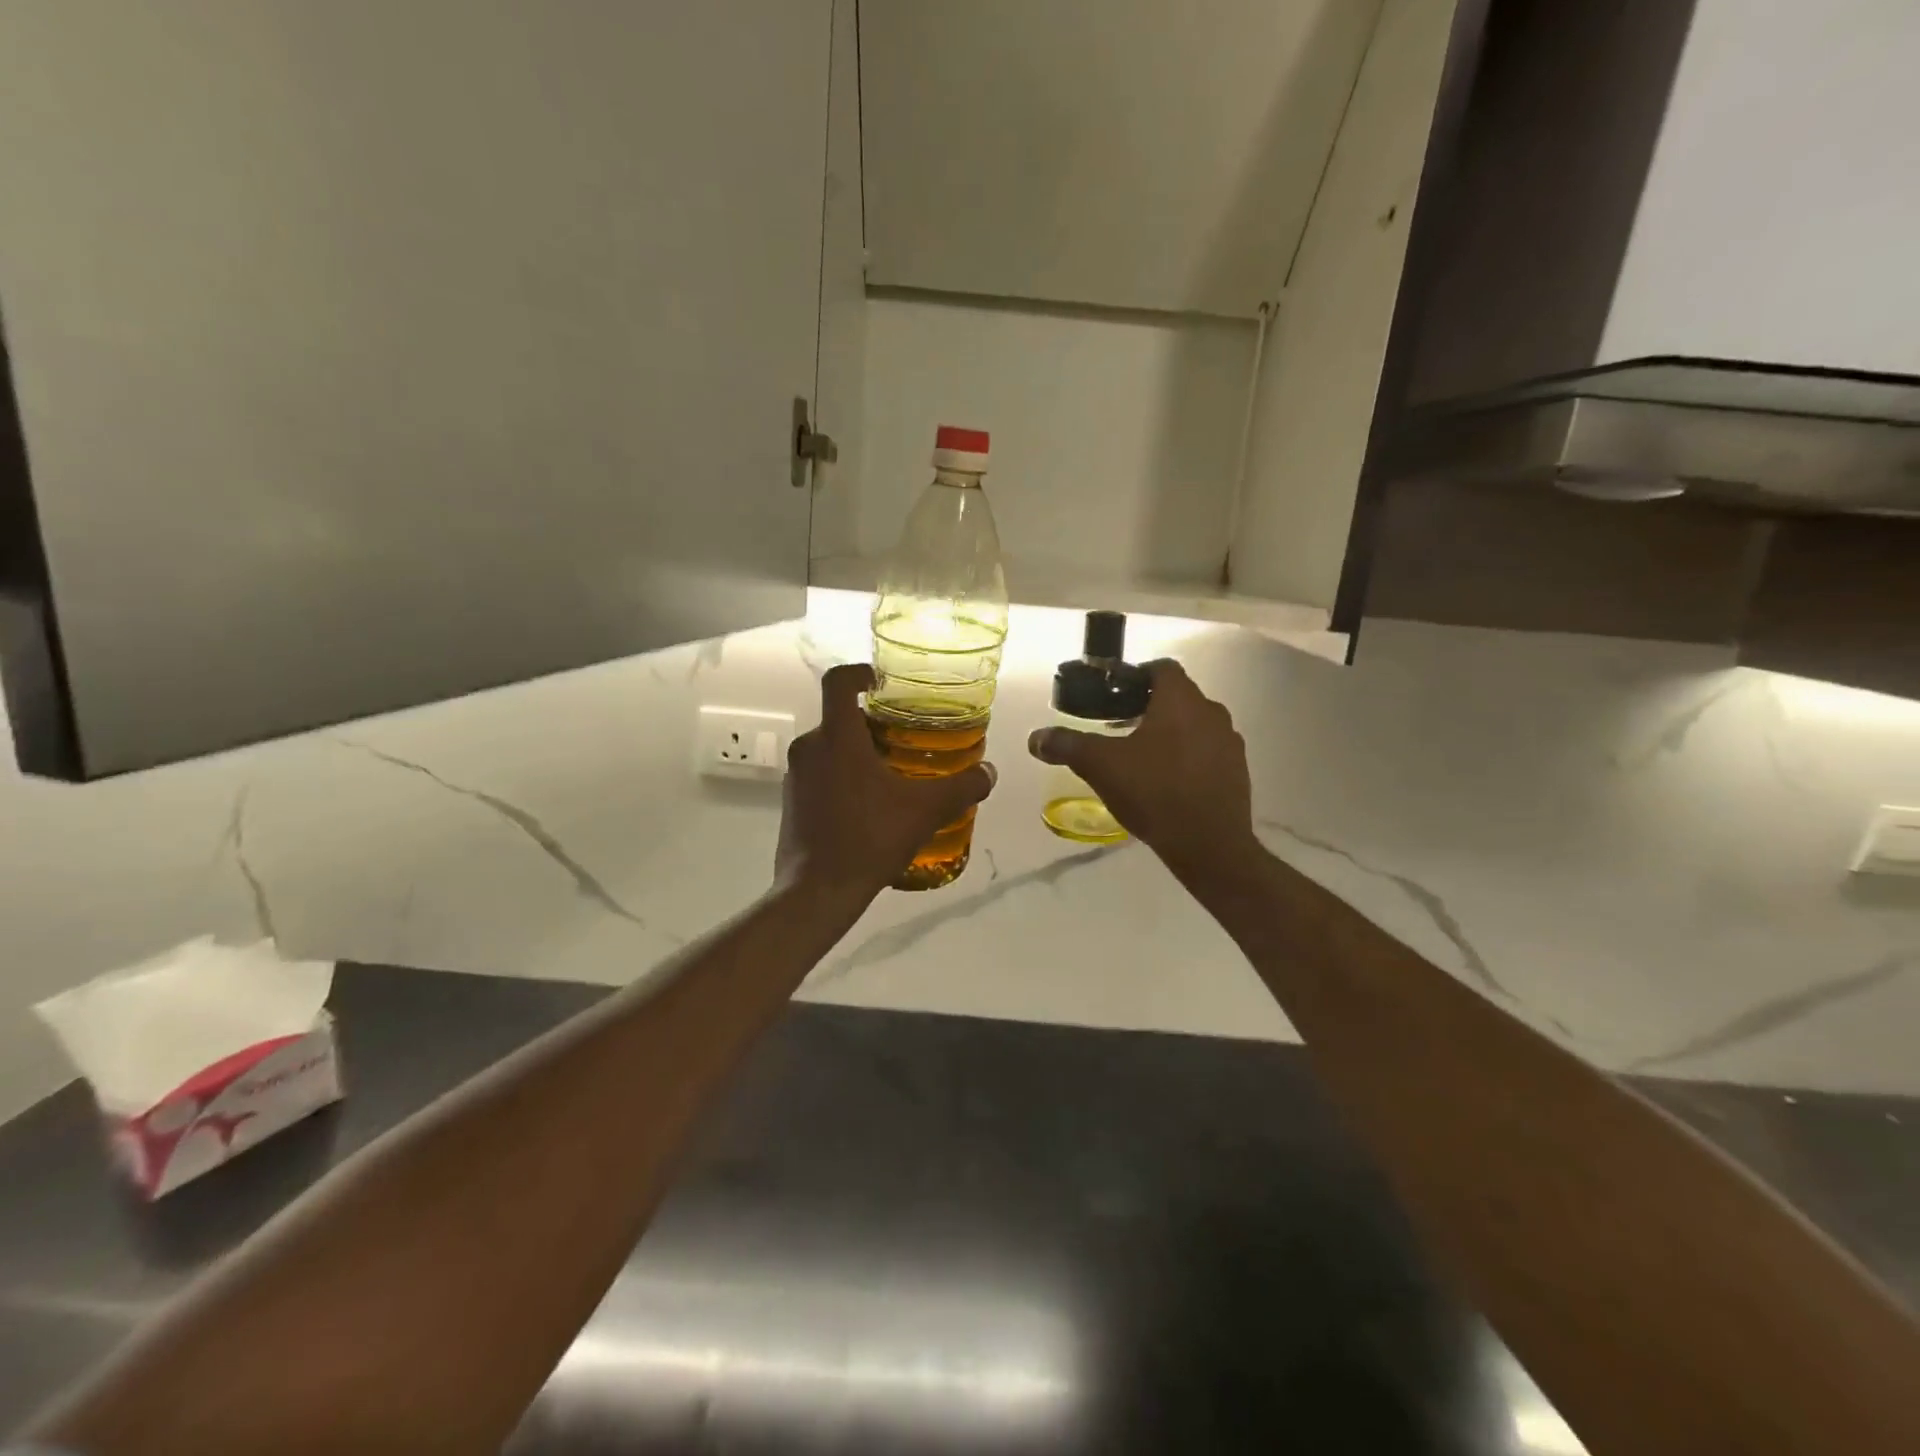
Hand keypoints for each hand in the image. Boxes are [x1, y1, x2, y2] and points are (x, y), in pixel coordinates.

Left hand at [778, 664, 997, 900]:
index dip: (859, 672)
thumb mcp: (925, 811)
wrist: (817, 892)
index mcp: (837, 737)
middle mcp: (809, 748)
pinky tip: (868, 806)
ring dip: (857, 753)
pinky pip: (819, 774)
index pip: (838, 682)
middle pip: (839, 718)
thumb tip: (989, 773)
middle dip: (871, 724)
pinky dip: (842, 777)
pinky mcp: (790, 801)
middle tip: (904, 740)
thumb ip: (962, 787)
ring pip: (829, 748)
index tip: (881, 682)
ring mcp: (795, 776)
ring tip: (891, 776)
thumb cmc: (869, 839)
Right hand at [1027, 661, 1255, 877]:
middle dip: (1148, 707)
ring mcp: (1229, 743)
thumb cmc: (1154, 792)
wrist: (1209, 845)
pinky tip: (1166, 782)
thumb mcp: (1101, 766)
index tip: (1112, 694)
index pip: (1161, 668)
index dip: (1135, 675)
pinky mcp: (1237, 772)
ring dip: (1169, 732)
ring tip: (1140, 756)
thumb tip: (1035, 738)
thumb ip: (1067, 745)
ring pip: (1194, 725)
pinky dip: (1187, 756)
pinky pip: (1207, 752)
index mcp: (1181, 700)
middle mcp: (1211, 712)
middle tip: (1118, 727)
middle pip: (1178, 697)